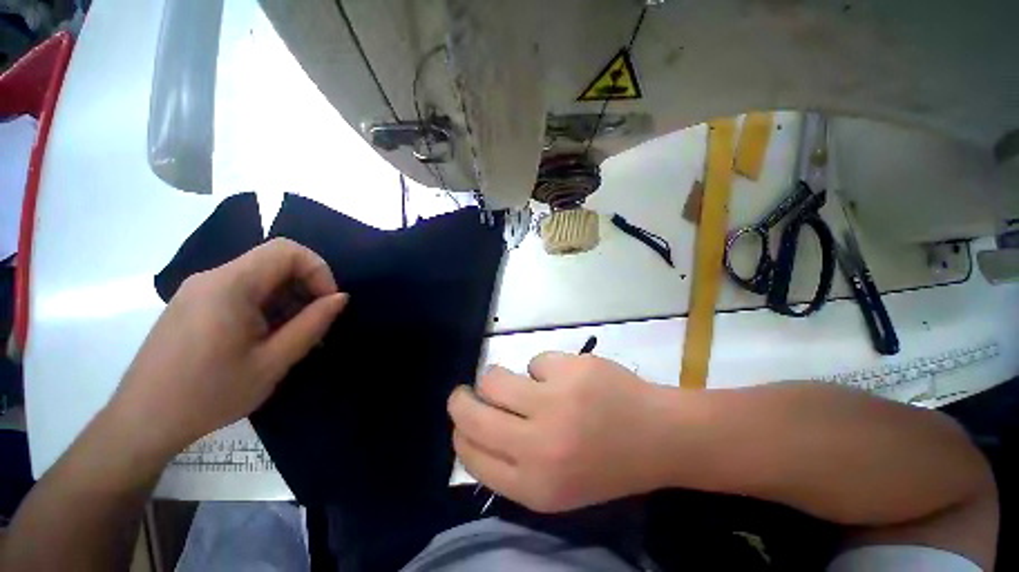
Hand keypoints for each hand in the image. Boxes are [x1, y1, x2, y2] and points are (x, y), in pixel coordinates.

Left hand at [109, 238, 347, 454]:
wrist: (142, 423)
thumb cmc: (209, 394)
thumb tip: (340, 298)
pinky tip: (266, 338)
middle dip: (305, 287)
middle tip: (314, 324)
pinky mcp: (193, 305)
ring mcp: (199, 290)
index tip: (327, 303)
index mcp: (230, 285)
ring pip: (260, 278)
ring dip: (287, 299)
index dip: (318, 270)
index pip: (288, 251)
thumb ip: (312, 324)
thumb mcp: (273, 362)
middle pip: (274, 262)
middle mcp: (213, 277)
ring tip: (292, 337)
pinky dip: (266, 306)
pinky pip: (241, 291)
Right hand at [448, 352, 672, 512]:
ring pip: (494, 378)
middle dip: (461, 399)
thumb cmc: (605, 463)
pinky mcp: (571, 369)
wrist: (659, 437)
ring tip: (524, 382)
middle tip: (468, 391)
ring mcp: (556, 402)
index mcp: (534, 485)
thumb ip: (511, 463)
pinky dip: (544, 368)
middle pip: (472, 414)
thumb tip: (474, 428)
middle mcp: (539, 446)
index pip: (471, 455)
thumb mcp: (555, 485)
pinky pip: (535, 360)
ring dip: (500, 377)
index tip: (463, 419)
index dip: (460, 432)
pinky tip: (568, 378)